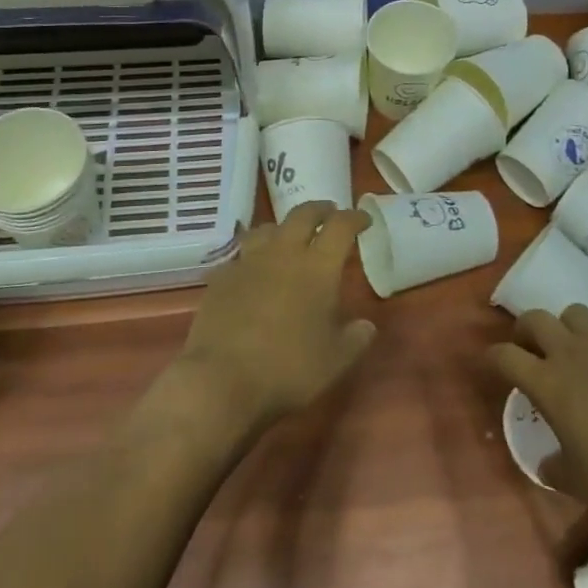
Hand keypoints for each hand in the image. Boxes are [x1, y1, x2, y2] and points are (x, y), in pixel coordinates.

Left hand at [171, 201, 376, 434]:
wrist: (221, 378)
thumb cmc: (288, 368)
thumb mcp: (335, 360)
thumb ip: (355, 338)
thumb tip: (366, 325)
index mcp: (317, 267)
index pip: (340, 227)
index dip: (354, 218)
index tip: (364, 219)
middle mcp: (283, 253)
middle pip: (302, 215)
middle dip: (320, 210)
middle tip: (330, 213)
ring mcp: (248, 262)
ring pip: (268, 228)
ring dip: (285, 227)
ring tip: (290, 236)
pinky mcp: (221, 277)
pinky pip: (242, 254)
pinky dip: (254, 255)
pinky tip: (255, 269)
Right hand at [488, 306, 587, 516]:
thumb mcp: (576, 483)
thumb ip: (553, 467)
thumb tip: (546, 463)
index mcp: (547, 384)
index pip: (504, 356)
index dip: (494, 357)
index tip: (494, 364)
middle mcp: (570, 353)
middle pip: (535, 319)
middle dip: (527, 330)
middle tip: (534, 349)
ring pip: (575, 312)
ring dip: (571, 327)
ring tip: (580, 346)